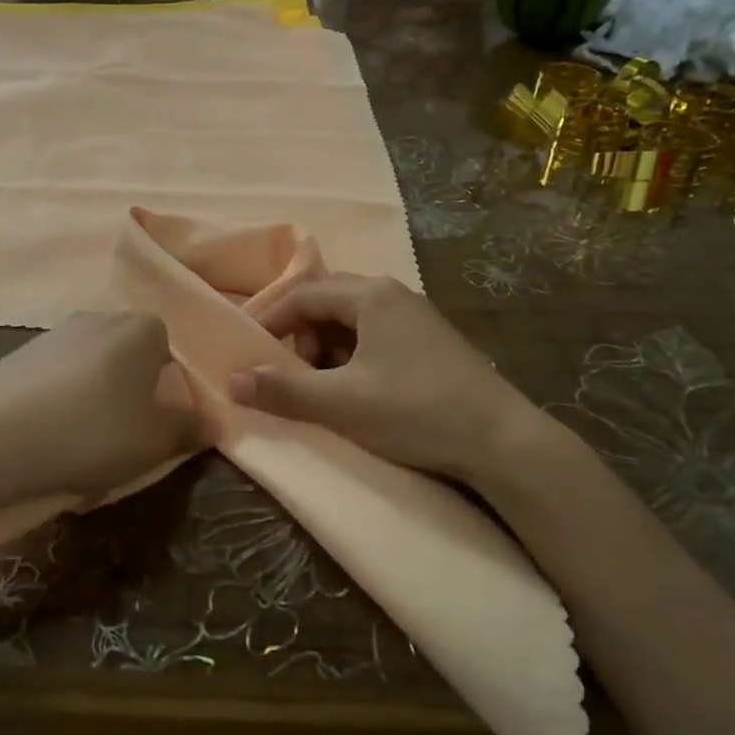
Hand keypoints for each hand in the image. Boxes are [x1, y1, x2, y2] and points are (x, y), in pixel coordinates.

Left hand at [0, 311, 200, 501]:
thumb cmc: (92, 433)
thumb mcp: (155, 442)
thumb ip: (189, 428)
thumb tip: (211, 422)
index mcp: (141, 328)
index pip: (170, 349)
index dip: (169, 387)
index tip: (159, 423)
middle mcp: (100, 318)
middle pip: (130, 355)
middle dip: (133, 391)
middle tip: (126, 435)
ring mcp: (56, 332)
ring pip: (93, 366)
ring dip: (96, 396)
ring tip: (84, 442)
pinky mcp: (21, 354)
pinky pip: (58, 377)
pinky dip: (62, 400)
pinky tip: (50, 436)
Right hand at [226, 274, 548, 482]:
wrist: (502, 441)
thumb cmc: (415, 411)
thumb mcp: (342, 403)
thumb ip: (283, 390)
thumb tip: (231, 380)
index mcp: (371, 296)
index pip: (303, 294)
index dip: (270, 319)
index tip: (248, 349)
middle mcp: (393, 294)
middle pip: (327, 301)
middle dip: (299, 334)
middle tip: (287, 370)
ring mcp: (417, 316)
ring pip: (352, 319)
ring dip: (326, 346)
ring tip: (322, 385)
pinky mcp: (431, 341)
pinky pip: (376, 334)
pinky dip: (352, 354)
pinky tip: (357, 388)